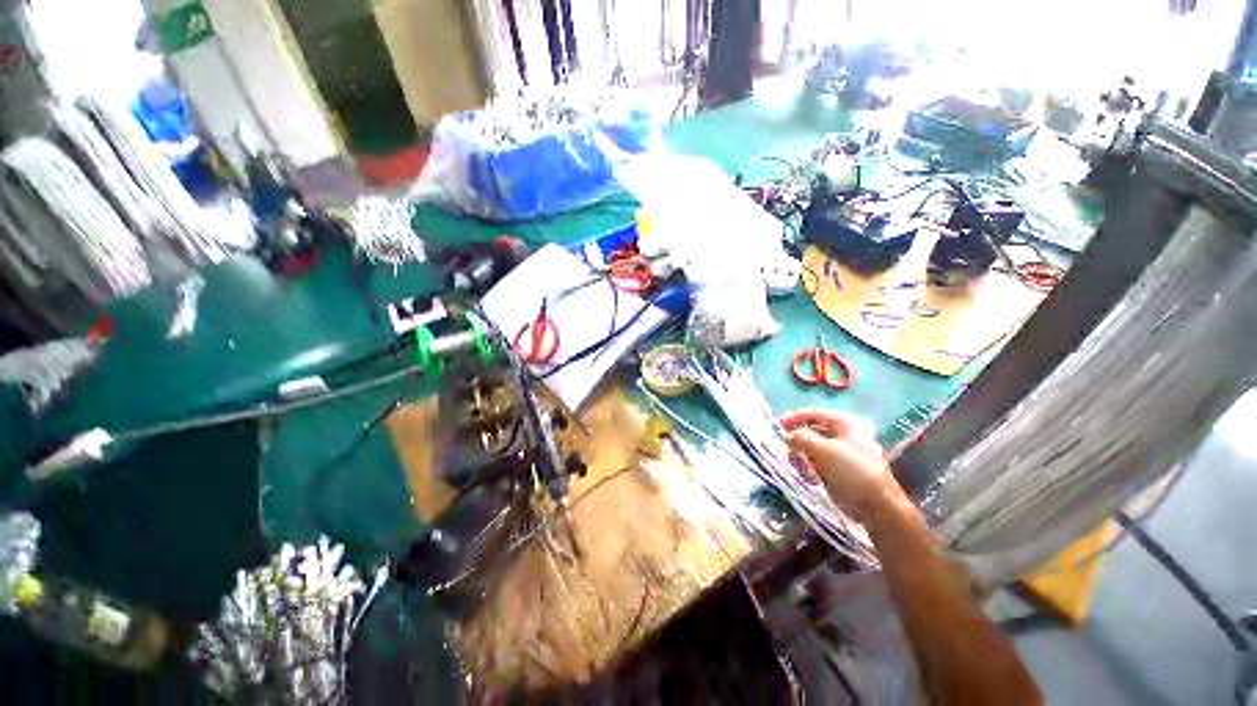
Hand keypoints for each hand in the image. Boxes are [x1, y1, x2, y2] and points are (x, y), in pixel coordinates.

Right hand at [781, 408, 901, 522]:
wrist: (876, 506)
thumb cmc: (852, 471)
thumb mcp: (823, 450)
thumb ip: (801, 437)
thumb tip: (788, 435)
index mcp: (845, 423)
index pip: (814, 413)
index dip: (794, 417)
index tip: (779, 426)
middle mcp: (844, 434)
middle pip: (810, 430)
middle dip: (798, 443)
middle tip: (791, 454)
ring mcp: (841, 452)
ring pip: (810, 448)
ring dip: (802, 458)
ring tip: (803, 470)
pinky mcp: (838, 469)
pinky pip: (816, 462)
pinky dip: (809, 468)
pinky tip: (810, 478)